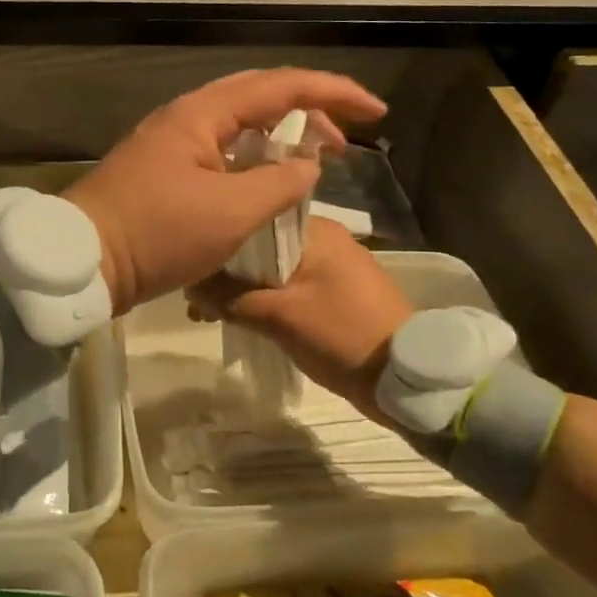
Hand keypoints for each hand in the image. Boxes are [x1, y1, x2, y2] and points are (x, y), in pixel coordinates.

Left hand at [62, 69, 385, 314]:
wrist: (85, 260)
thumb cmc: (157, 233)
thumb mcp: (230, 212)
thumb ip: (280, 183)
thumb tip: (308, 165)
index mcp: (202, 114)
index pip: (279, 86)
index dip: (333, 93)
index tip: (376, 112)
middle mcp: (187, 116)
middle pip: (260, 96)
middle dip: (310, 109)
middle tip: (348, 136)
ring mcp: (173, 142)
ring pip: (241, 123)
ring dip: (282, 135)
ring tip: (318, 159)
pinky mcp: (166, 169)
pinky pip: (223, 150)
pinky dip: (256, 158)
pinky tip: (271, 180)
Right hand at [186, 216, 412, 415]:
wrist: (407, 378)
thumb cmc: (342, 333)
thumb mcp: (279, 316)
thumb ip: (230, 298)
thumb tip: (190, 286)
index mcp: (316, 230)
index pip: (255, 218)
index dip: (222, 239)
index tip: (193, 261)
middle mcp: (324, 238)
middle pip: (261, 246)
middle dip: (228, 270)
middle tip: (197, 296)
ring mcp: (333, 266)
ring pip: (273, 269)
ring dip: (244, 288)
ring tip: (211, 312)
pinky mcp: (336, 293)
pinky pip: (290, 287)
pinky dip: (265, 299)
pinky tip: (240, 316)